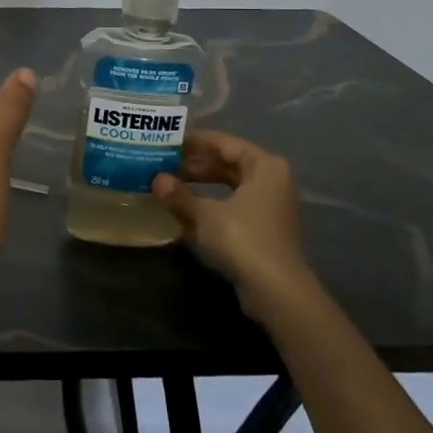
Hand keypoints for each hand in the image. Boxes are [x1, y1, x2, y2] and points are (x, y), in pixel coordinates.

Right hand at [152, 131, 317, 320]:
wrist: (275, 291)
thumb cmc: (243, 239)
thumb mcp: (205, 214)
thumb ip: (179, 195)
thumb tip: (156, 180)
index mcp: (264, 166)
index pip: (224, 143)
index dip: (194, 142)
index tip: (167, 142)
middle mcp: (270, 180)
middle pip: (226, 164)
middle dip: (194, 165)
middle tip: (162, 164)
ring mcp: (267, 206)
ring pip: (227, 186)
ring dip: (198, 186)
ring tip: (167, 185)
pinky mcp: (261, 229)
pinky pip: (230, 207)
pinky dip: (208, 206)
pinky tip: (181, 211)